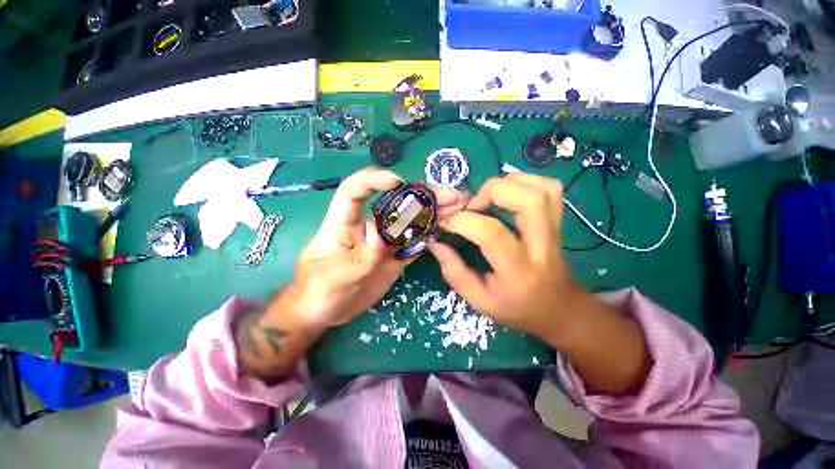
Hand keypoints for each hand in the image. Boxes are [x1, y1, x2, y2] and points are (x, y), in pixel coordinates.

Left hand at [290, 168, 467, 329]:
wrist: (323, 312)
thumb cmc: (317, 292)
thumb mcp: (333, 278)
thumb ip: (360, 257)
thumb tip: (378, 231)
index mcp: (343, 223)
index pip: (355, 190)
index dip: (374, 180)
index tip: (399, 183)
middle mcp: (368, 227)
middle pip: (395, 203)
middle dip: (423, 195)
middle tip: (452, 195)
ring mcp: (383, 243)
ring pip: (409, 222)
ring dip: (433, 213)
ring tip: (459, 206)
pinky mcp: (393, 258)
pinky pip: (413, 243)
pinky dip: (429, 236)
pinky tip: (446, 228)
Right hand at [430, 173, 648, 393]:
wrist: (558, 309)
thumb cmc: (516, 308)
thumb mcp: (479, 301)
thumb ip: (454, 273)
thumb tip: (436, 244)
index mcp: (518, 270)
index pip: (490, 232)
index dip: (462, 221)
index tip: (444, 222)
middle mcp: (541, 245)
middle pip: (527, 200)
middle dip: (491, 192)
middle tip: (472, 206)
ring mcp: (554, 230)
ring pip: (542, 189)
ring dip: (509, 183)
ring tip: (488, 197)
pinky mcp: (558, 222)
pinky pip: (551, 189)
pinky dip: (526, 182)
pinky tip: (508, 193)